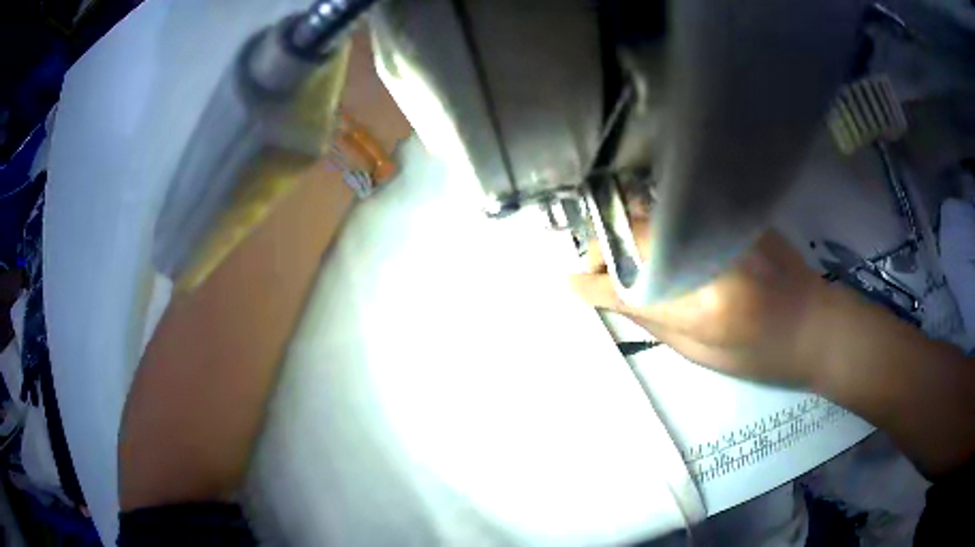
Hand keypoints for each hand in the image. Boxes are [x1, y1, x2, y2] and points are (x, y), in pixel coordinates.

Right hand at [572, 229, 826, 387]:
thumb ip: (654, 322)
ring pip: (657, 217)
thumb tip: (609, 297)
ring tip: (613, 250)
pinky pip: (682, 210)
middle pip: (639, 238)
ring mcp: (728, 229)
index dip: (594, 283)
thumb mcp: (703, 355)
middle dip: (603, 249)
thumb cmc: (761, 355)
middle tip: (590, 266)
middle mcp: (714, 258)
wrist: (815, 325)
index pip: (632, 286)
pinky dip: (655, 219)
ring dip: (625, 230)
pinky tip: (650, 232)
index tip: (570, 282)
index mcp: (706, 308)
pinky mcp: (738, 215)